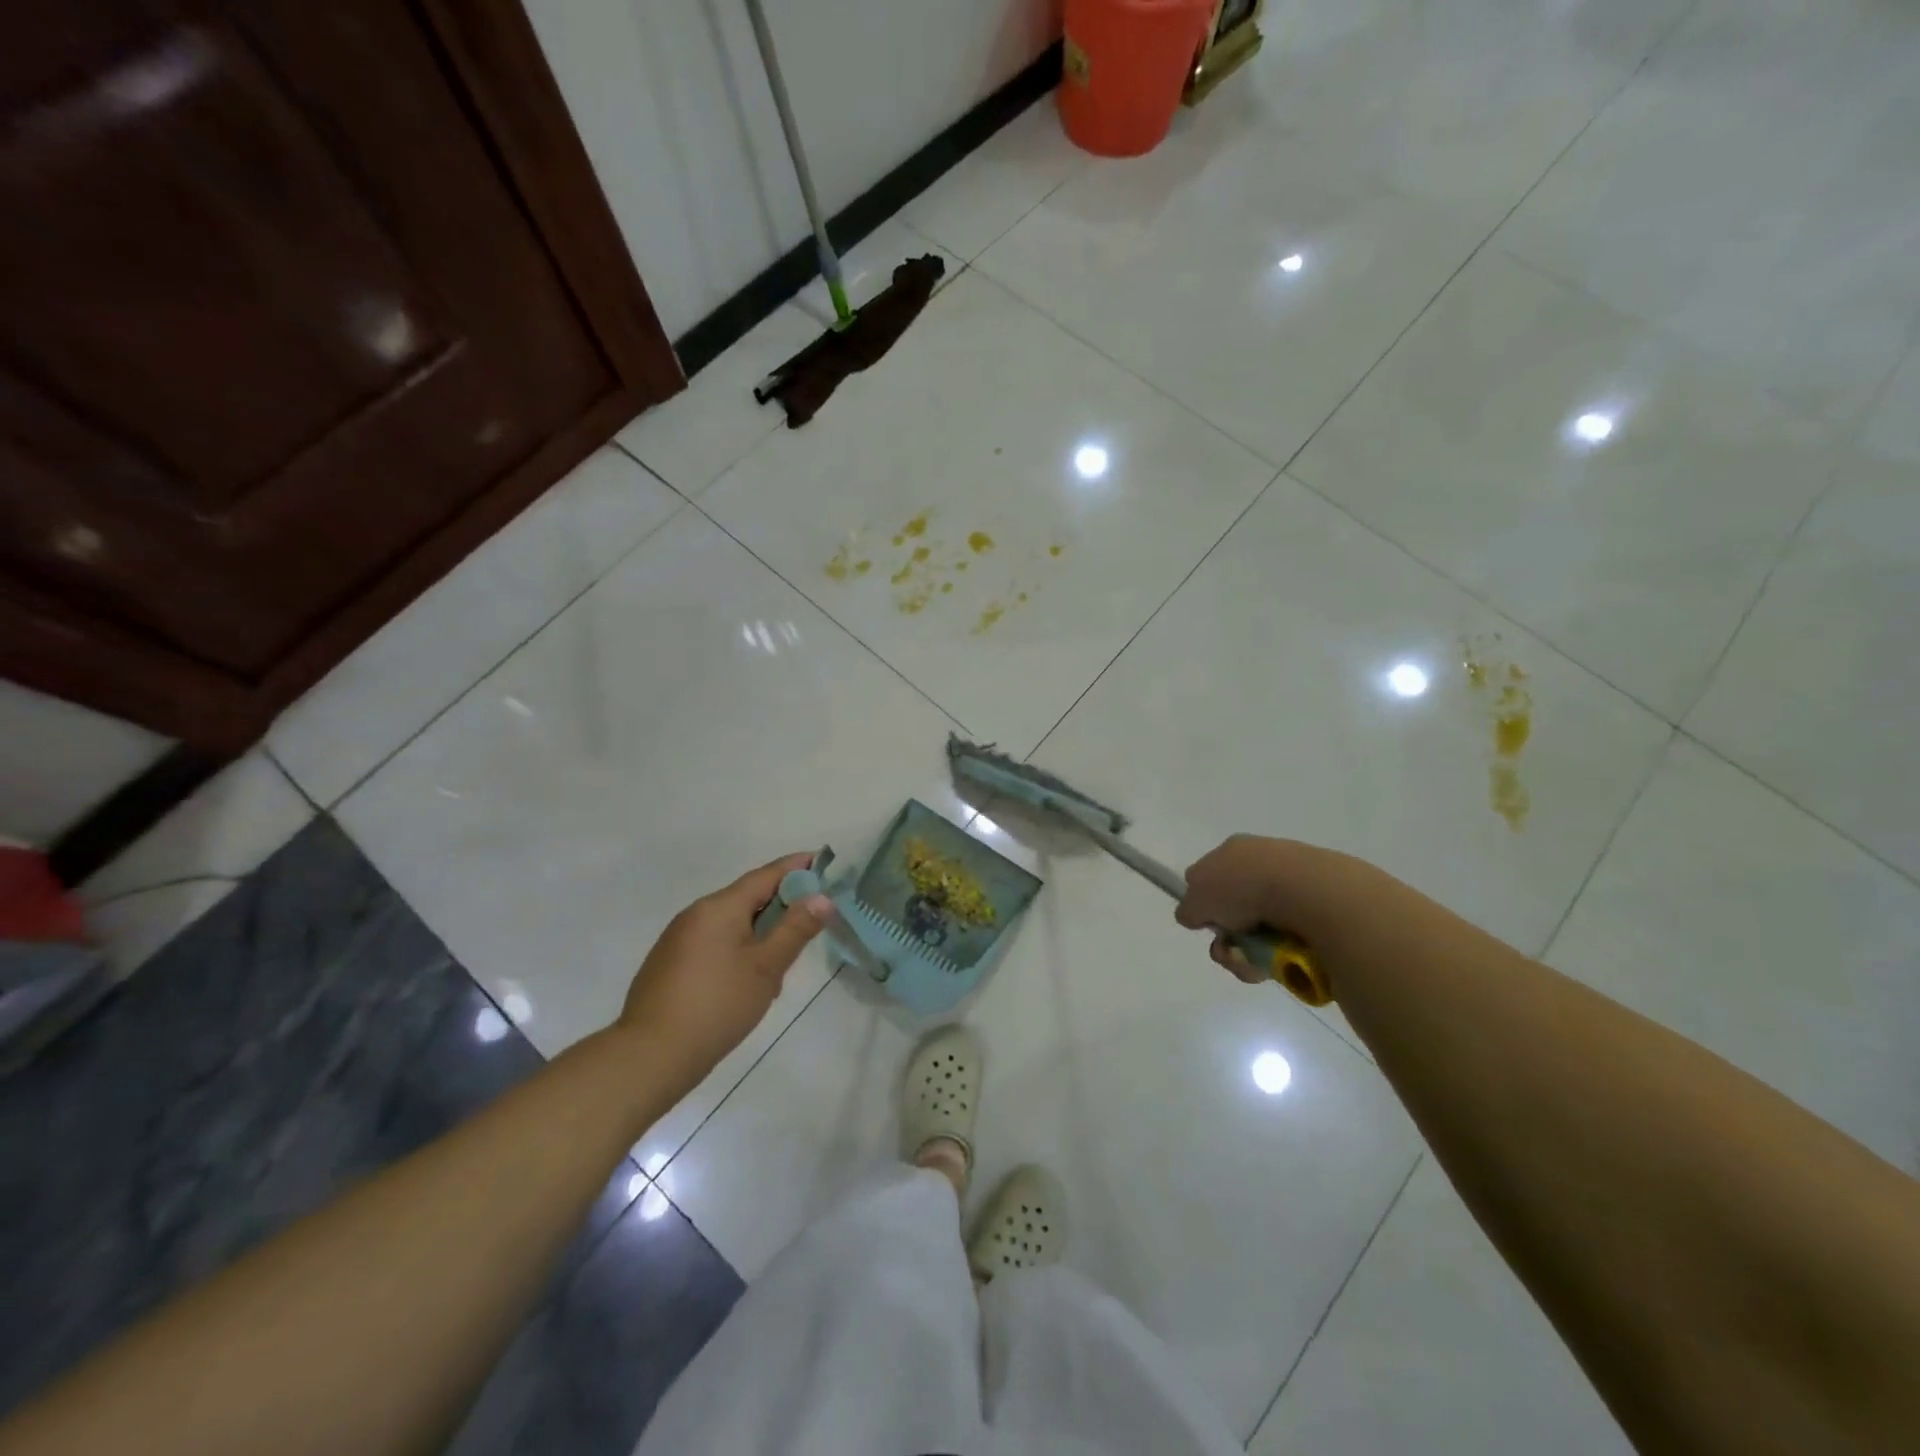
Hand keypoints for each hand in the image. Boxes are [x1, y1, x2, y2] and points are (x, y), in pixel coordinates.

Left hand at [617, 854, 828, 1090]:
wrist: (650, 1056)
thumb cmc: (717, 1005)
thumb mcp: (766, 967)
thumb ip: (796, 929)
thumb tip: (822, 897)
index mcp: (719, 907)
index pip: (766, 875)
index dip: (797, 867)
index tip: (823, 862)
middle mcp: (696, 914)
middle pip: (747, 898)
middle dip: (781, 906)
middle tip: (811, 923)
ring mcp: (677, 939)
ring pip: (731, 924)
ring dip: (759, 933)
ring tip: (780, 965)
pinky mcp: (668, 964)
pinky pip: (713, 943)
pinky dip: (737, 950)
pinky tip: (746, 983)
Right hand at [1176, 835, 1370, 983]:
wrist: (1306, 891)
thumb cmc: (1242, 888)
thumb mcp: (1195, 900)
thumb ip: (1188, 909)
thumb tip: (1194, 916)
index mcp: (1232, 851)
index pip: (1208, 876)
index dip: (1203, 903)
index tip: (1208, 923)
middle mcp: (1262, 862)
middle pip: (1234, 909)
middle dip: (1227, 937)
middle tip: (1229, 951)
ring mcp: (1293, 884)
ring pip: (1260, 930)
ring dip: (1248, 953)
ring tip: (1255, 964)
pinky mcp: (1319, 907)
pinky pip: (1288, 938)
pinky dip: (1278, 954)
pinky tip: (1278, 960)